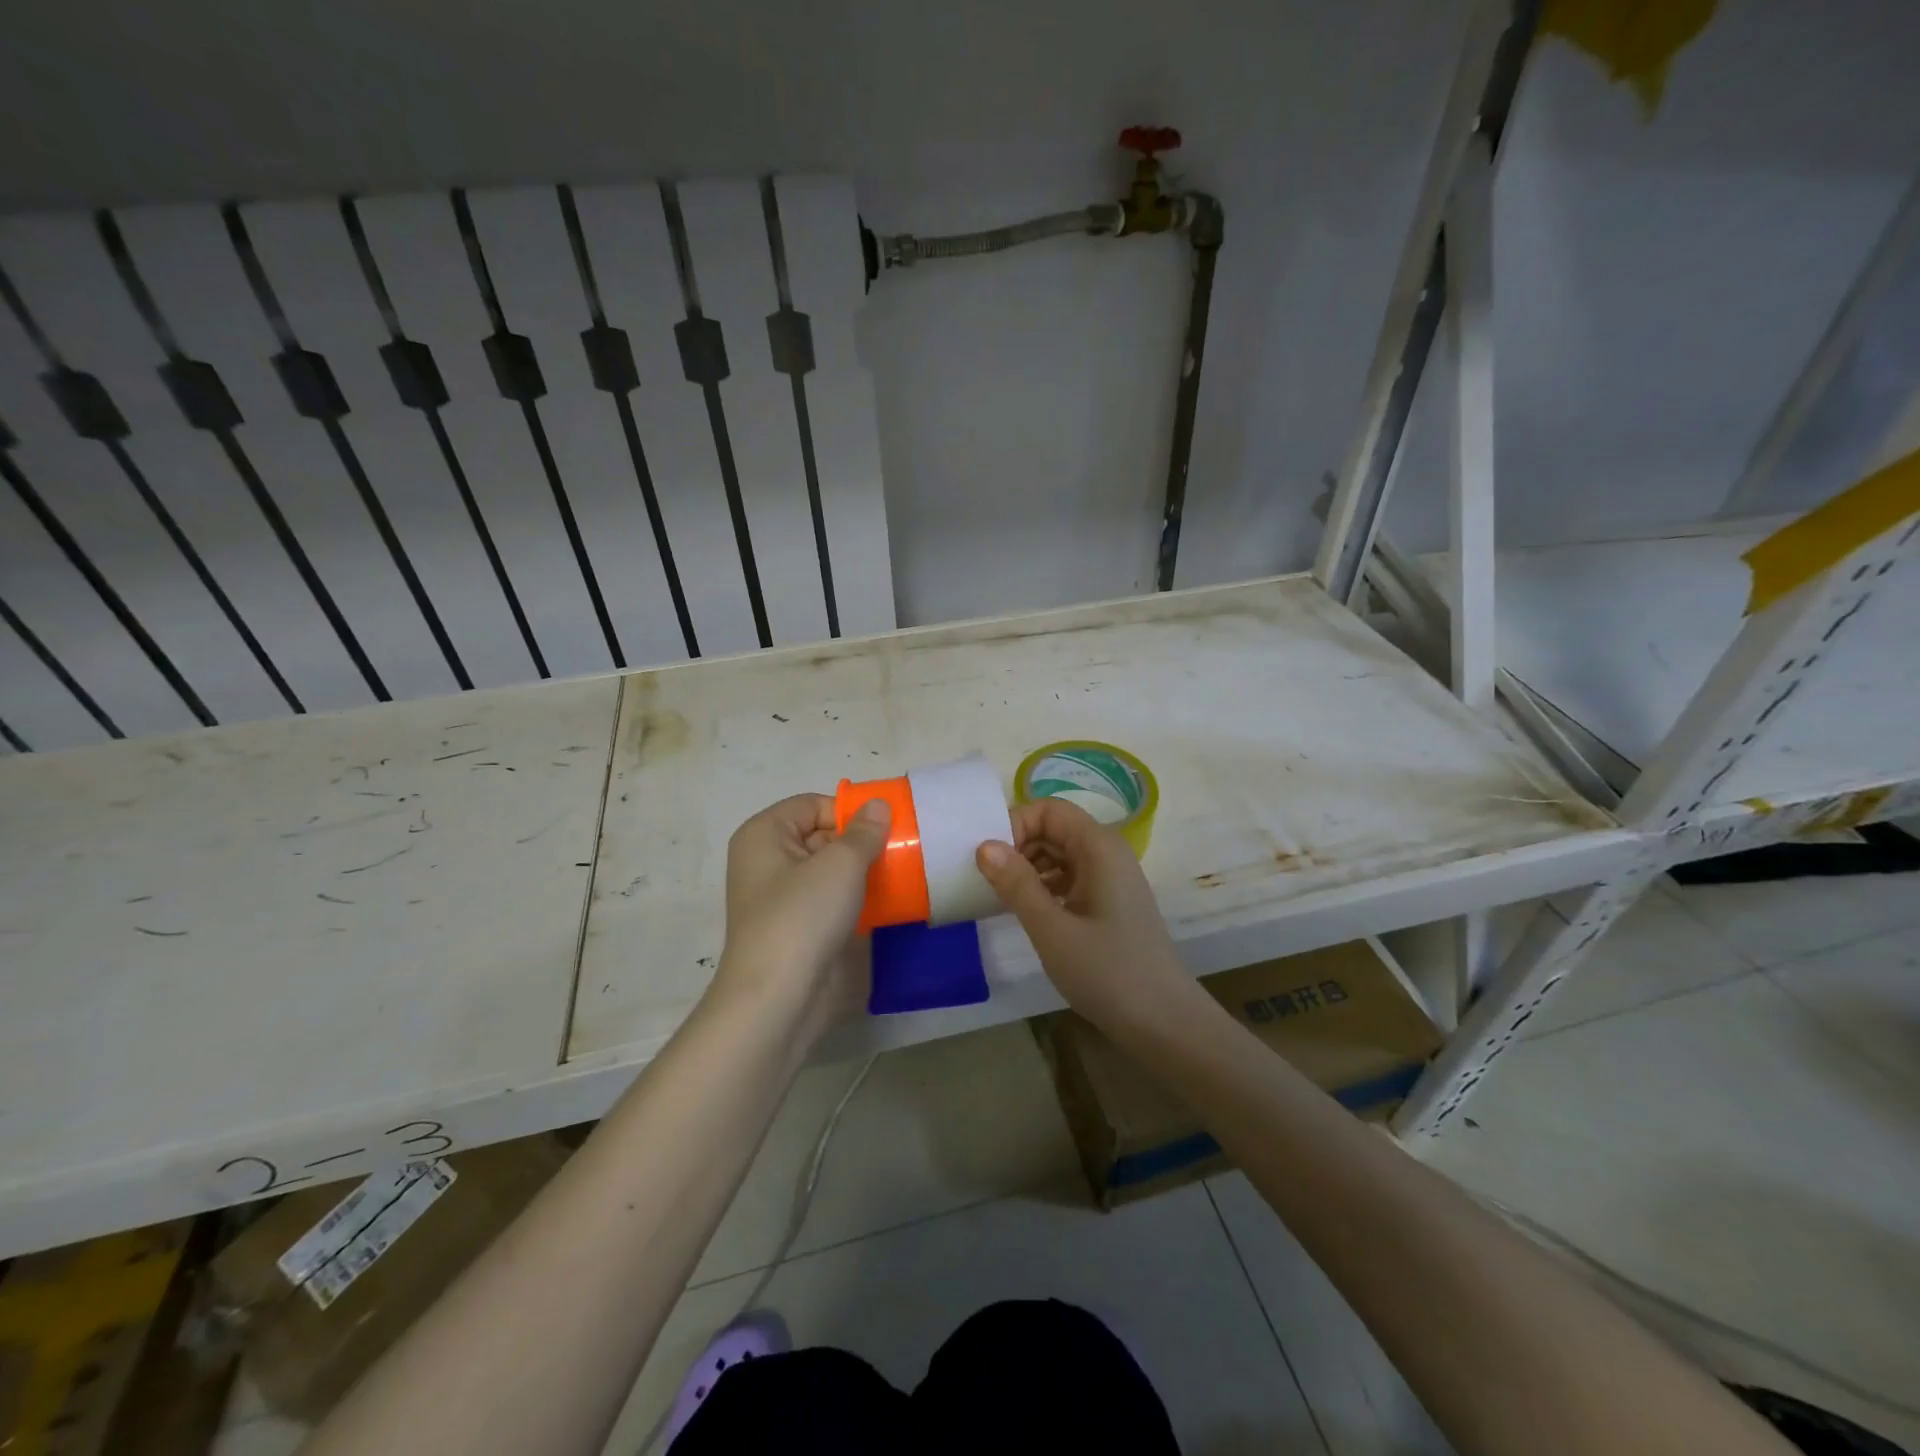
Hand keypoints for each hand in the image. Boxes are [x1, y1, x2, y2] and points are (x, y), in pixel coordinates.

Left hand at [709, 793, 891, 1041]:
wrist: (779, 999)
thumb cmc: (803, 916)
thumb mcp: (840, 864)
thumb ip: (864, 832)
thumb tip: (878, 805)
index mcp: (765, 835)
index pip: (812, 805)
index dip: (849, 811)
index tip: (887, 826)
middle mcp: (768, 861)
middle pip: (823, 836)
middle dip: (862, 842)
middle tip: (904, 849)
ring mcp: (784, 898)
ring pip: (831, 871)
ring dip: (866, 871)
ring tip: (905, 872)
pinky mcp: (801, 929)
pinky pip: (834, 901)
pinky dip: (859, 899)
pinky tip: (891, 903)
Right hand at [974, 797, 1187, 1031]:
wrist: (1164, 1023)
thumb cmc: (1107, 972)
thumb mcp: (1052, 929)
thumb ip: (1017, 884)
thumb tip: (984, 846)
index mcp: (1099, 847)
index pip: (1049, 809)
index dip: (1015, 824)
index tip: (988, 859)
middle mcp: (1107, 852)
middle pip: (1054, 828)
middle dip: (1018, 846)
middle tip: (988, 880)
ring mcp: (1111, 878)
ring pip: (1060, 854)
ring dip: (1029, 868)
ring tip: (1002, 898)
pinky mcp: (1109, 902)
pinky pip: (1070, 878)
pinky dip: (1045, 887)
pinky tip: (1028, 912)